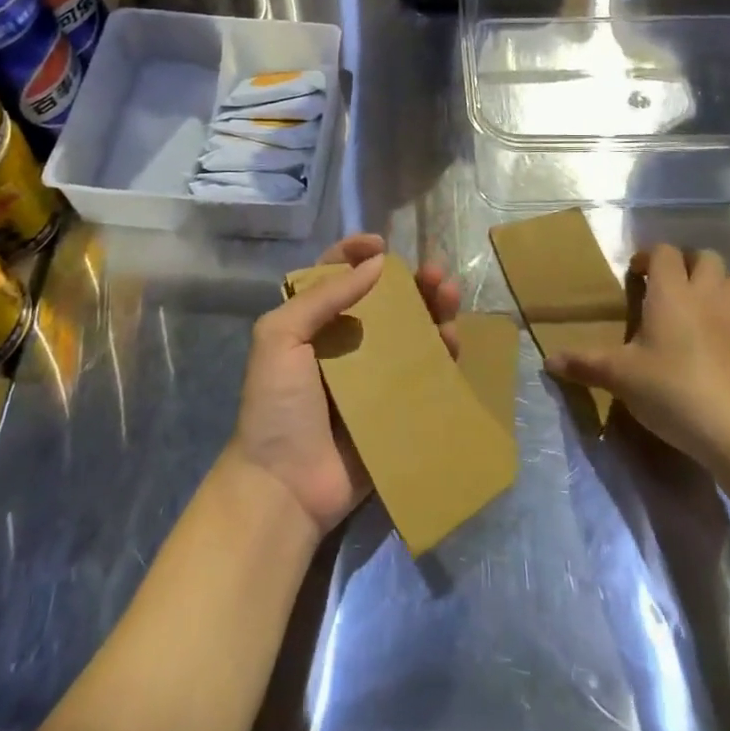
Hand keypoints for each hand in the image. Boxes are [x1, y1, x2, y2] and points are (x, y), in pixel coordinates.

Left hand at [227, 233, 460, 537]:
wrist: (285, 486)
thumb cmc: (277, 405)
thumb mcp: (280, 337)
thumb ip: (323, 296)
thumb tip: (377, 263)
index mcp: (312, 322)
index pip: (337, 275)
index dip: (357, 254)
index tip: (381, 244)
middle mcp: (346, 342)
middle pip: (385, 300)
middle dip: (412, 281)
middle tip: (434, 273)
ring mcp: (375, 375)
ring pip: (411, 331)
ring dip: (433, 308)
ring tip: (449, 296)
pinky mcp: (397, 406)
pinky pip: (425, 372)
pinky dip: (442, 351)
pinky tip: (452, 338)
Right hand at [546, 244, 729, 466]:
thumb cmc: (669, 390)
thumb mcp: (619, 376)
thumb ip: (583, 363)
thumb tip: (548, 360)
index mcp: (671, 292)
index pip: (665, 252)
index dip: (650, 258)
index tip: (636, 278)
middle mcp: (707, 295)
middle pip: (706, 258)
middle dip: (688, 265)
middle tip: (669, 289)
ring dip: (716, 289)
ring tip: (699, 311)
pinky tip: (727, 341)